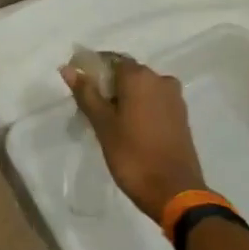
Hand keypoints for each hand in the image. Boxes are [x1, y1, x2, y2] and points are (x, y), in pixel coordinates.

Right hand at [61, 54, 206, 222]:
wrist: (174, 190)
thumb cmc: (132, 155)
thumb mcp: (103, 124)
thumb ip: (86, 93)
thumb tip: (68, 68)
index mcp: (140, 77)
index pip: (110, 59)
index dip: (92, 69)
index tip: (79, 86)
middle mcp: (160, 79)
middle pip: (127, 73)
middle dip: (108, 85)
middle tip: (90, 108)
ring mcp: (174, 98)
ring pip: (142, 88)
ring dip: (124, 97)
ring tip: (107, 121)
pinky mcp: (181, 115)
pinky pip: (154, 101)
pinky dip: (139, 107)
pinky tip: (128, 128)